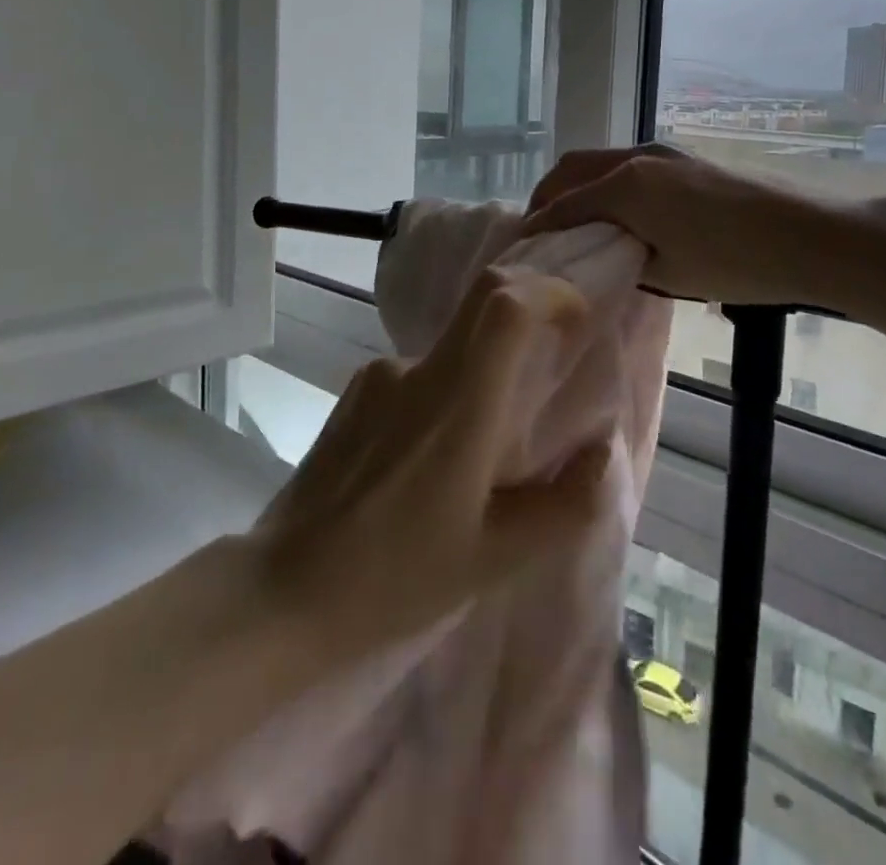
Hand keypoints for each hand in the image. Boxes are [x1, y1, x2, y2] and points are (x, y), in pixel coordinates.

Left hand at [250, 266, 611, 660]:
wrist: (283, 593)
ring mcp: (379, 376)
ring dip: (487, 367)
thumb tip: (602, 451)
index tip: (578, 319)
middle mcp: (417, 372)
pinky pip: (419, 373)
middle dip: (530, 301)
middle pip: (483, 299)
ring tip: (487, 448)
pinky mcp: (356, 393)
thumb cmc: (395, 581)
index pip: (505, 304)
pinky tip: (436, 459)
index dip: (550, 292)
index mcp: (458, 405)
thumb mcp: (494, 560)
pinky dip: (449, 391)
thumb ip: (564, 505)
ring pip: (453, 346)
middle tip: (557, 345)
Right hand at [525, 146, 869, 309]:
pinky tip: (617, 210)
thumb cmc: (735, 263)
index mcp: (626, 187)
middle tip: (539, 227)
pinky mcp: (683, 158)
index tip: (520, 245)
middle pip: (573, 168)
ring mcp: (663, 153)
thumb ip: (622, 256)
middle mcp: (636, 159)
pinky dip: (604, 182)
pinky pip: (626, 164)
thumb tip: (601, 251)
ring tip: (574, 220)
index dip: (538, 225)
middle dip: (548, 194)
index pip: (564, 204)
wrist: (809, 235)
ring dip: (577, 185)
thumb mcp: (669, 272)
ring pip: (600, 161)